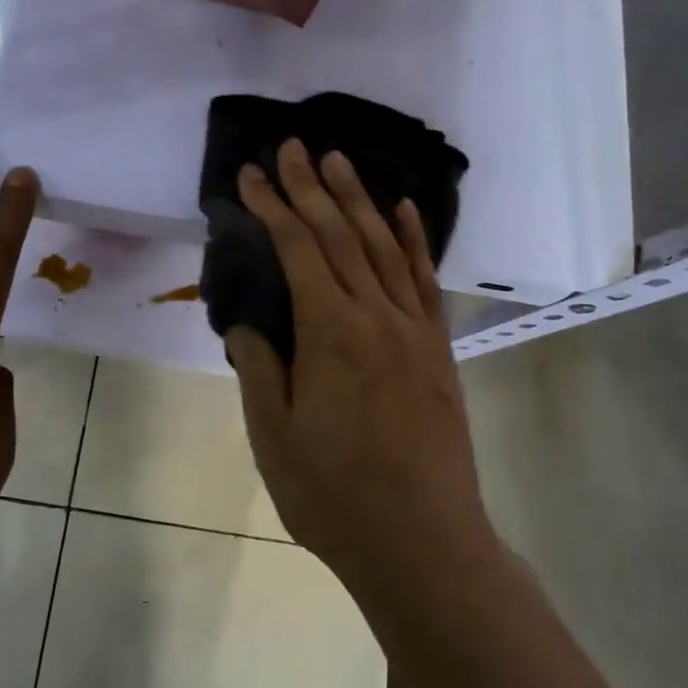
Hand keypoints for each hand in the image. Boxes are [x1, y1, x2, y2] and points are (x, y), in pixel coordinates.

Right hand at [225, 139, 491, 597]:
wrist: (423, 541)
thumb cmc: (334, 495)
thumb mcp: (273, 436)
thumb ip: (258, 368)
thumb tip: (250, 323)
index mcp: (330, 333)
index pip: (297, 250)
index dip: (272, 207)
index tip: (251, 175)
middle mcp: (376, 316)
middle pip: (340, 235)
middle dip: (311, 187)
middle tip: (293, 146)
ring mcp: (414, 330)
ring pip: (384, 247)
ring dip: (359, 200)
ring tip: (339, 161)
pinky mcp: (438, 349)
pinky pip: (425, 280)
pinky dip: (414, 239)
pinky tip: (404, 210)